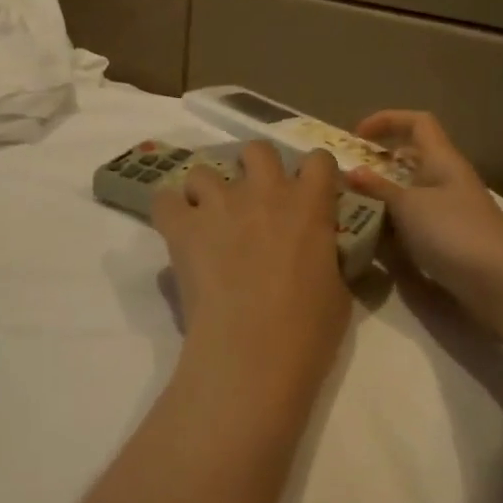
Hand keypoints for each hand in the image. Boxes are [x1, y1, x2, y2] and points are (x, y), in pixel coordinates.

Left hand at [152, 142, 352, 414]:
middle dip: (256, 168)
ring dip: (208, 190)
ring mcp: (221, 204)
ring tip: (208, 218)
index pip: (319, 160)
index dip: (314, 174)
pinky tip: (177, 230)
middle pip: (258, 149)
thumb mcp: (338, 291)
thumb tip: (321, 255)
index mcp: (309, 204)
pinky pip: (164, 199)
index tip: (310, 192)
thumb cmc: (308, 330)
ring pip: (204, 169)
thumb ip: (327, 258)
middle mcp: (265, 191)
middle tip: (255, 200)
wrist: (253, 353)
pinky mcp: (184, 227)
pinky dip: (170, 210)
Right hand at [345, 111, 502, 316]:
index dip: (387, 120)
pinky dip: (395, 223)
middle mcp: (449, 179)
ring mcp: (452, 210)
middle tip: (350, 174)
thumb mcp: (409, 207)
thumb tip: (351, 172)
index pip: (417, 122)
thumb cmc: (454, 232)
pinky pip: (416, 220)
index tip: (356, 136)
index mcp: (443, 159)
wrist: (502, 283)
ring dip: (385, 195)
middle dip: (381, 161)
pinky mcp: (451, 239)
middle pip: (414, 157)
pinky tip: (375, 237)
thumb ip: (378, 188)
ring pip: (413, 191)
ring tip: (353, 206)